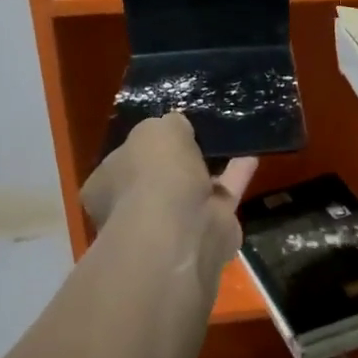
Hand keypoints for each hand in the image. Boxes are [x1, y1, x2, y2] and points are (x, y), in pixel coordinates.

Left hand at [81, 114, 258, 284]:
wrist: (180, 230)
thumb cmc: (153, 174)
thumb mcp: (155, 130)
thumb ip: (167, 125)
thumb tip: (177, 127)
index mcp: (106, 185)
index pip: (122, 161)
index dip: (143, 146)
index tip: (166, 130)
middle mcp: (134, 208)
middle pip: (158, 179)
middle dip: (177, 163)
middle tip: (199, 136)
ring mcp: (171, 224)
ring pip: (192, 191)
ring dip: (209, 168)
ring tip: (229, 141)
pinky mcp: (207, 231)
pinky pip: (222, 196)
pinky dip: (236, 176)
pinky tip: (251, 155)